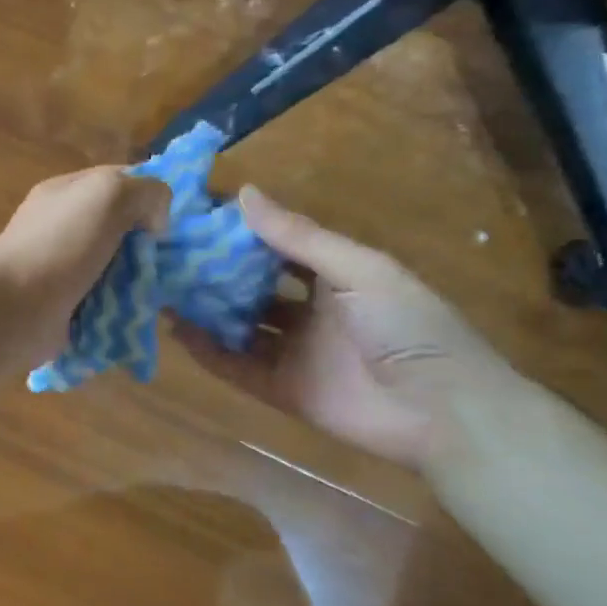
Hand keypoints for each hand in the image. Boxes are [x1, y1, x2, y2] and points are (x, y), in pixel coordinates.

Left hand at [0, 166, 170, 367]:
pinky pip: (105, 304)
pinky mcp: (66, 307)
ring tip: (164, 293)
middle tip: (175, 264)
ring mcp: (62, 269)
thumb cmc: (58, 244)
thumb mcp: (107, 195)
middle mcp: (63, 227)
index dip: (150, 196)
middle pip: (121, 229)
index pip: (119, 181)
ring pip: (116, 270)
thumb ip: (144, 192)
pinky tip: (142, 315)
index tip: (175, 220)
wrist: (12, 309)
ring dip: (140, 282)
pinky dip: (123, 310)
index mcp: (67, 193)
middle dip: (149, 246)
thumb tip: (155, 222)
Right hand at [178, 188, 512, 468]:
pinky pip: (237, 367)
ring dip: (205, 311)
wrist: (445, 412)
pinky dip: (208, 352)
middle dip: (215, 272)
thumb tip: (243, 192)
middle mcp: (311, 311)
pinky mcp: (283, 390)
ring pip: (240, 326)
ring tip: (161, 289)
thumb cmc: (408, 327)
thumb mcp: (358, 270)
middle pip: (253, 287)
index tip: (196, 216)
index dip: (241, 232)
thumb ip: (298, 237)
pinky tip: (176, 332)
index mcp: (337, 276)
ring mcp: (296, 352)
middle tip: (169, 254)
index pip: (279, 246)